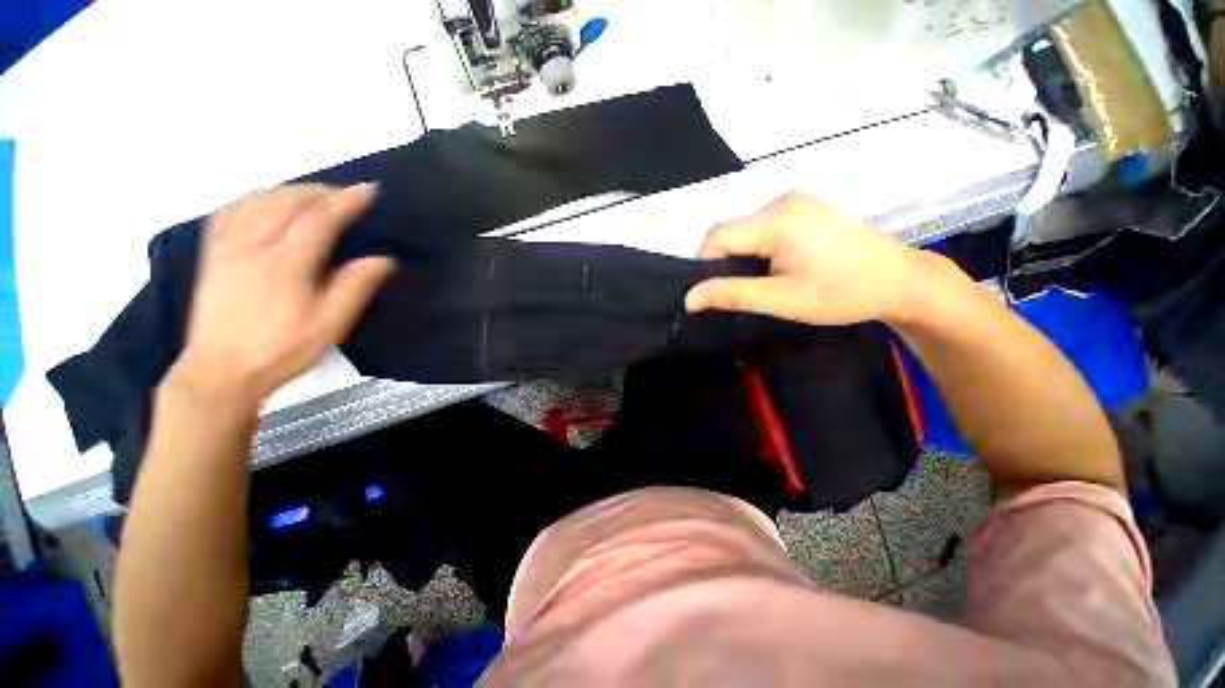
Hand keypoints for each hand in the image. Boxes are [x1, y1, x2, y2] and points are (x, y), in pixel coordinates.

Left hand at [175, 183, 394, 406]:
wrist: (220, 371)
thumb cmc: (281, 350)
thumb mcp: (328, 326)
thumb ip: (354, 288)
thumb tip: (383, 259)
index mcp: (283, 265)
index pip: (319, 220)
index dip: (347, 202)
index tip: (369, 190)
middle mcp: (251, 246)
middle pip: (287, 201)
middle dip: (321, 191)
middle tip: (346, 195)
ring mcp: (226, 246)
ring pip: (258, 199)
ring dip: (291, 191)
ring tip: (314, 197)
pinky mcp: (212, 252)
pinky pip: (232, 209)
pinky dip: (256, 198)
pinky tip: (268, 203)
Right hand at [685, 193, 917, 325]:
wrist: (901, 282)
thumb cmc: (842, 294)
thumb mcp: (781, 299)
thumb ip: (731, 295)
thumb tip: (688, 299)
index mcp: (778, 219)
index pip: (717, 236)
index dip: (705, 265)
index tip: (716, 292)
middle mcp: (783, 200)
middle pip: (730, 230)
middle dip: (724, 261)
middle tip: (742, 290)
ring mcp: (797, 201)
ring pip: (745, 229)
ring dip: (741, 255)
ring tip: (761, 281)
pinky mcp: (805, 208)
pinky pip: (763, 226)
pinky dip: (757, 247)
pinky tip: (776, 265)